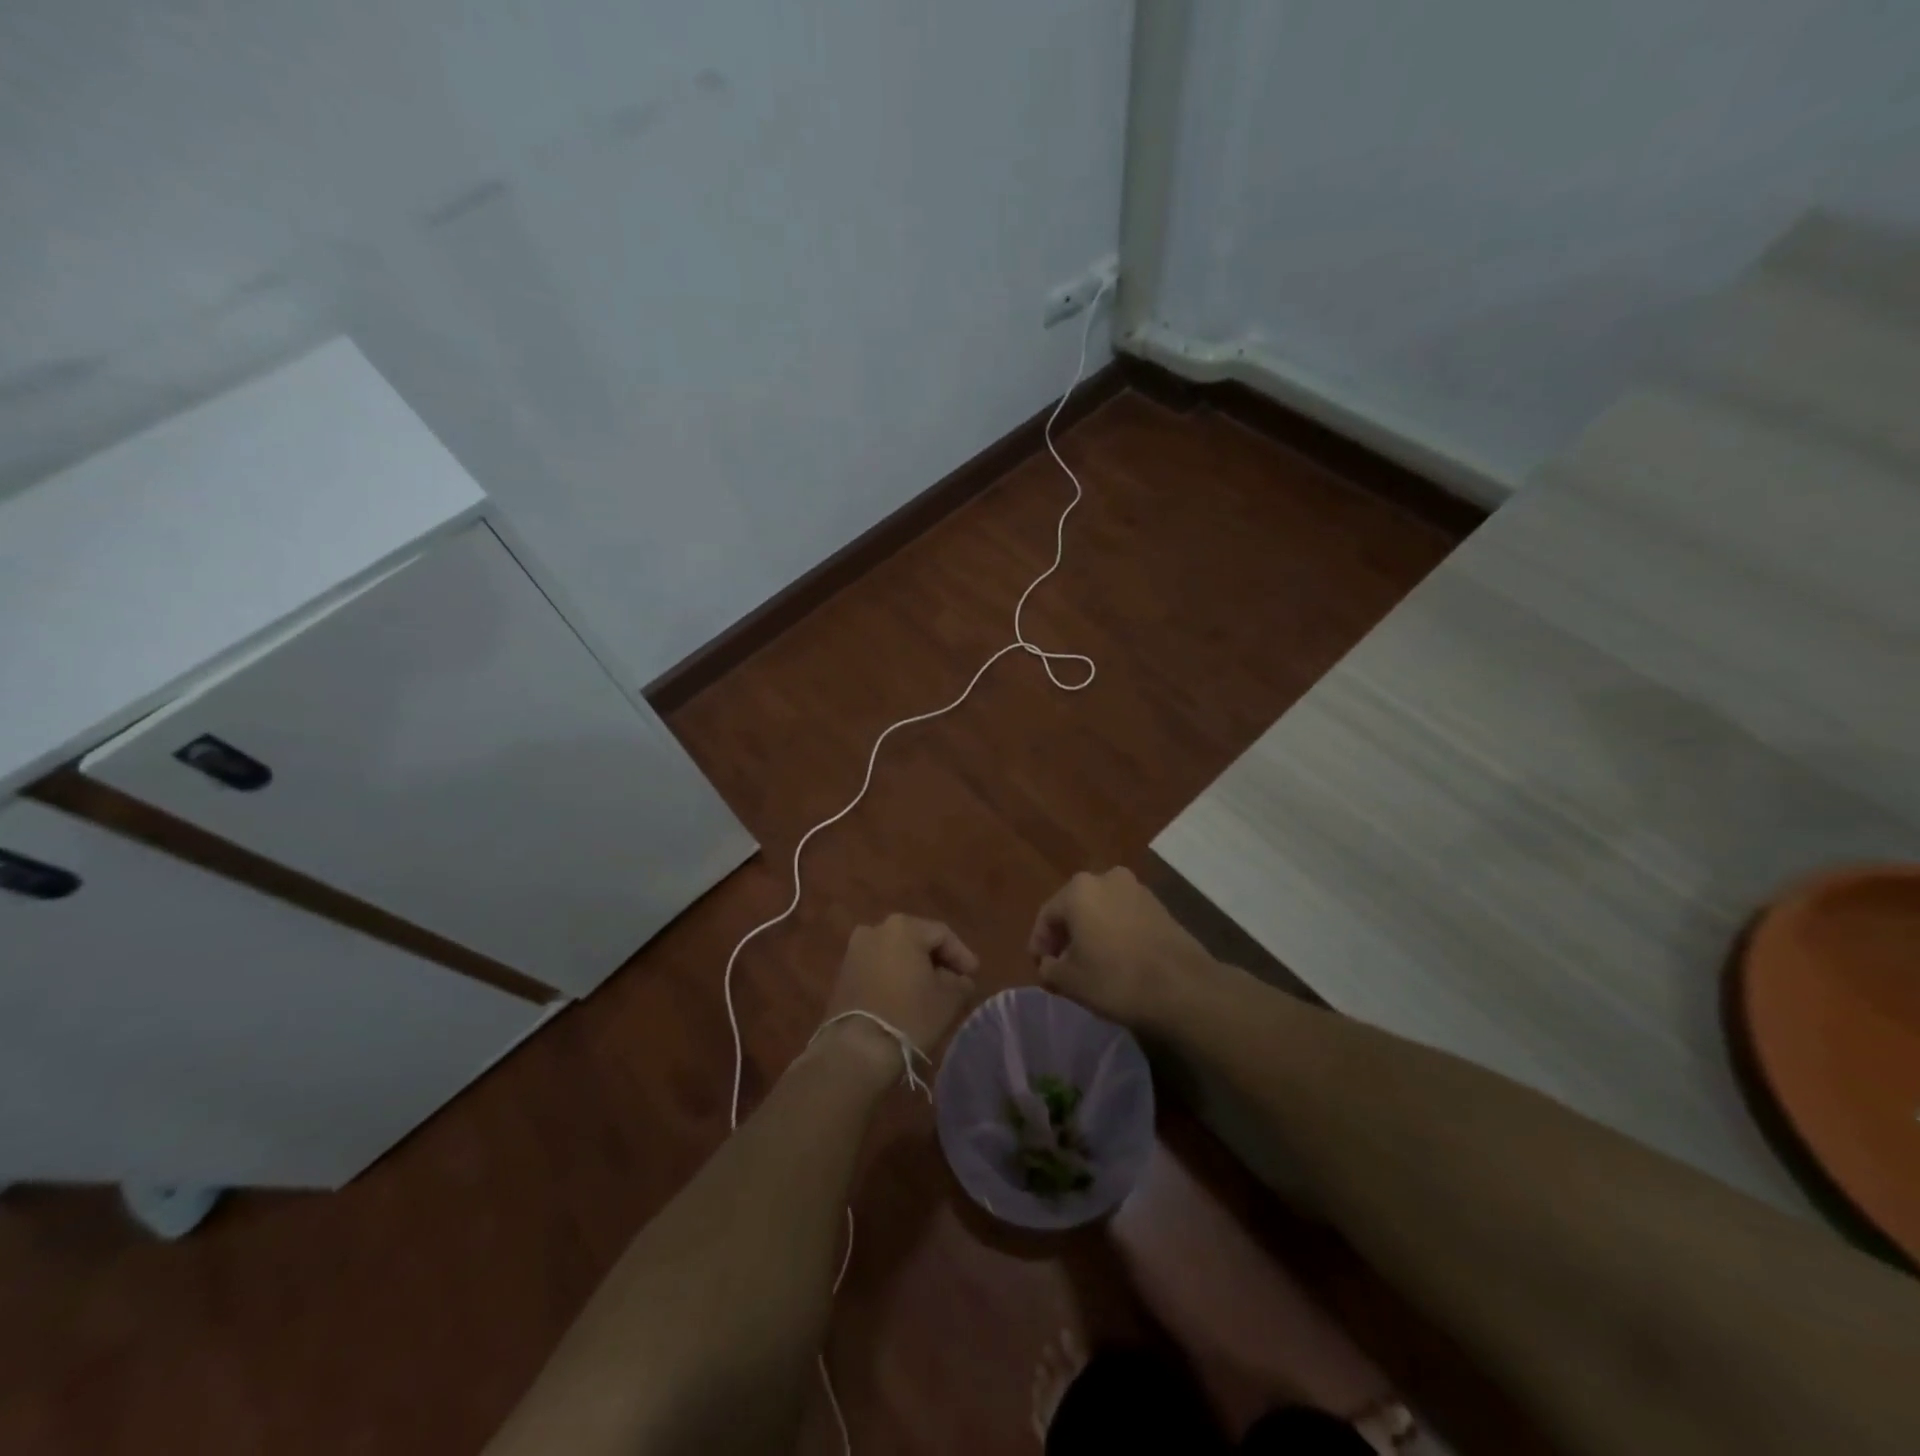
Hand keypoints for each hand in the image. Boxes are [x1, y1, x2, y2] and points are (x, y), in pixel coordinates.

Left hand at [817, 914, 979, 1078]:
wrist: (857, 1049)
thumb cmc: (909, 1015)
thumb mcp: (948, 998)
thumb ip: (960, 981)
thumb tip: (960, 979)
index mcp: (903, 927)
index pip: (942, 934)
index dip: (961, 954)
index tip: (974, 974)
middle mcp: (875, 929)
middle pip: (916, 940)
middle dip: (937, 959)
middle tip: (955, 980)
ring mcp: (855, 950)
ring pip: (895, 953)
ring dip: (915, 968)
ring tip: (931, 990)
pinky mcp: (843, 973)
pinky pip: (878, 967)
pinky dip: (895, 977)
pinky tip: (906, 996)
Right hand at [1028, 868, 1213, 1030]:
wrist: (1183, 987)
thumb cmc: (1116, 979)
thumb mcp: (1069, 981)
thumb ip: (1049, 969)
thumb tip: (1048, 965)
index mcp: (1078, 890)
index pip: (1047, 916)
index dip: (1039, 944)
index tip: (1041, 970)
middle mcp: (1106, 878)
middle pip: (1075, 908)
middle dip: (1066, 936)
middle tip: (1063, 965)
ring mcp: (1137, 889)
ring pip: (1101, 910)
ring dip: (1092, 933)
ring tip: (1091, 964)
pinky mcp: (1160, 906)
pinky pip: (1125, 916)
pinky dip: (1115, 932)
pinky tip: (1118, 959)